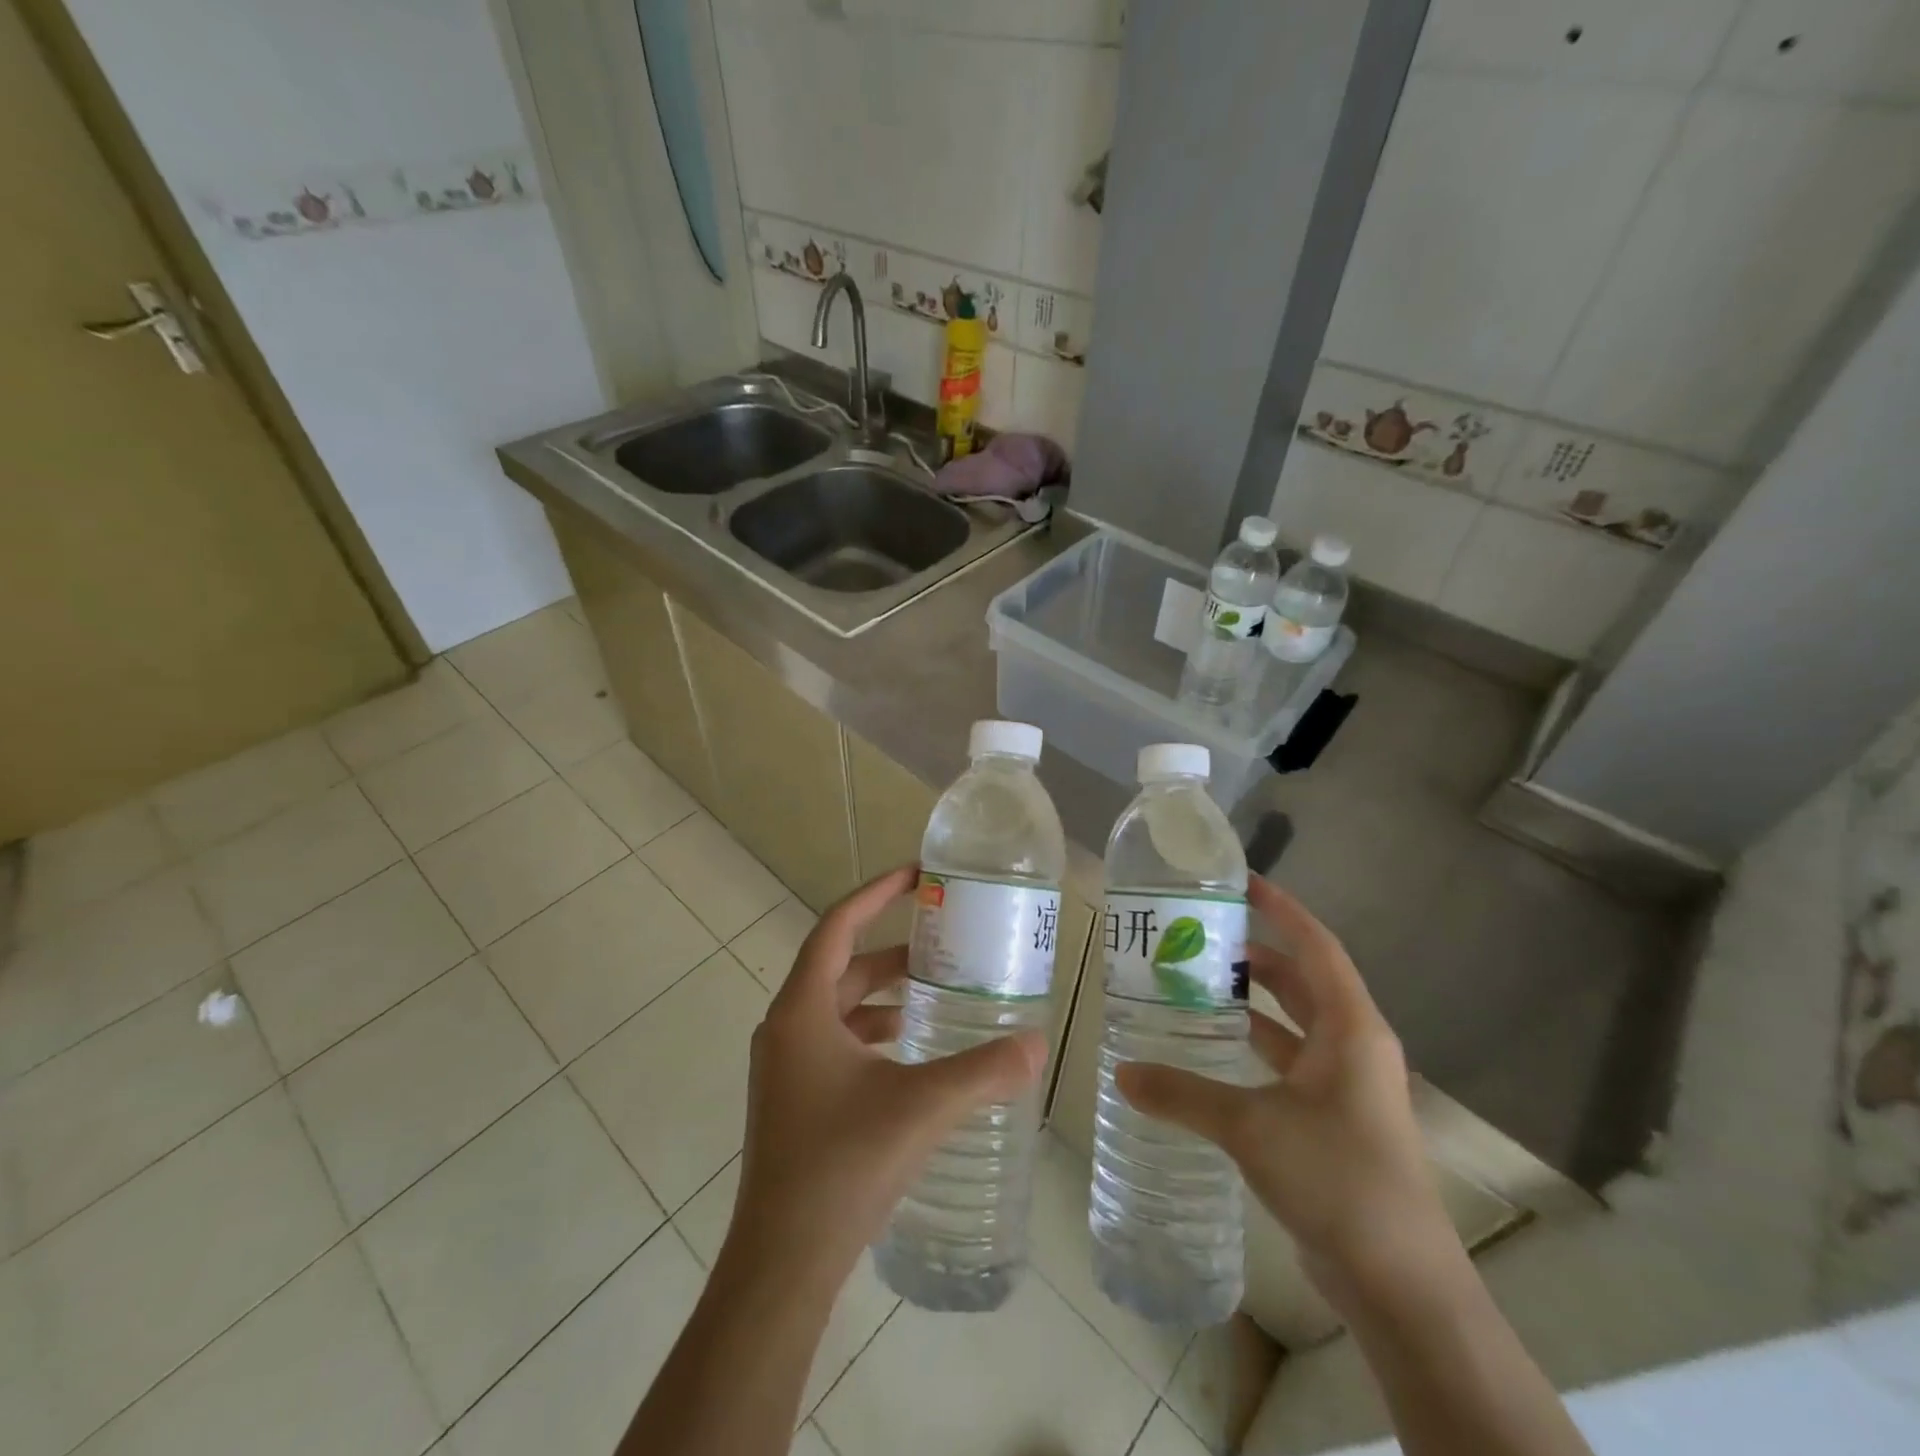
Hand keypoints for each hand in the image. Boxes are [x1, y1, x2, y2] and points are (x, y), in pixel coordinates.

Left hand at [722, 865, 1047, 1286]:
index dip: (875, 893)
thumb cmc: (842, 1166)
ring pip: (838, 1006)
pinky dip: (871, 1032)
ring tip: (934, 994)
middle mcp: (785, 1028)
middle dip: (892, 952)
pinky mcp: (792, 1099)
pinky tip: (909, 1053)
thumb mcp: (921, 1107)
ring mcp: (784, 1066)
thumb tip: (1037, 1043)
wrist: (782, 1262)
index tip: (916, 876)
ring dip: (882, 994)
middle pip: (841, 966)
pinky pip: (835, 1041)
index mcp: (802, 1011)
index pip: (837, 926)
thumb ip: (983, 1072)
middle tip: (943, 944)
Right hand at [1116, 876, 1457, 1311]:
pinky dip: (1254, 1049)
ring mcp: (1346, 1087)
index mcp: (1351, 1029)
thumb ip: (1184, 1094)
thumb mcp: (1251, 1128)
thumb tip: (1122, 1073)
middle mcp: (1353, 1047)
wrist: (1401, 1285)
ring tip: (1197, 985)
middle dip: (1256, 956)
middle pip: (1302, 981)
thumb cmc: (1337, 1179)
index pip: (1316, 946)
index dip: (1282, 910)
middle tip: (1199, 938)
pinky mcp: (1334, 1121)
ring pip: (1295, 1025)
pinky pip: (1289, 1064)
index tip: (1242, 883)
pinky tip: (1212, 1052)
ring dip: (1253, 1004)